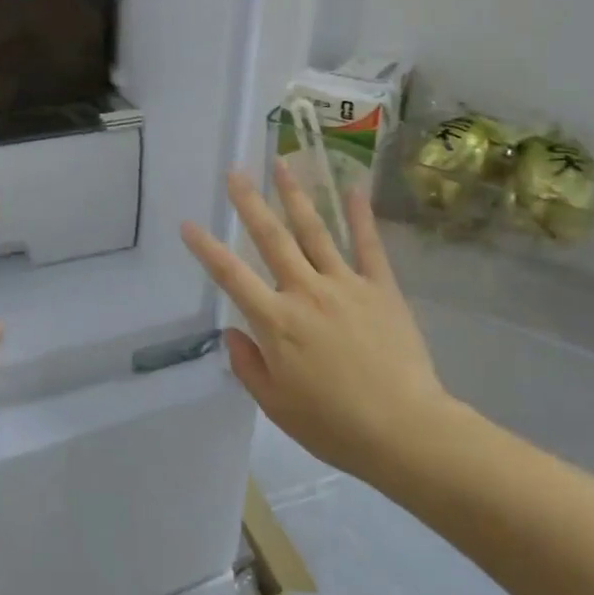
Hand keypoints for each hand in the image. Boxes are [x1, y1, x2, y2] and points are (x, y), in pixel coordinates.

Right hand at [180, 163, 455, 484]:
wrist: (404, 430)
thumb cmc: (333, 425)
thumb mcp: (276, 406)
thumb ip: (248, 365)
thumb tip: (232, 331)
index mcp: (276, 322)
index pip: (231, 276)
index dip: (206, 249)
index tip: (188, 224)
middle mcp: (305, 292)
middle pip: (272, 239)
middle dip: (250, 203)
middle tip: (235, 172)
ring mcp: (345, 285)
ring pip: (315, 231)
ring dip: (296, 195)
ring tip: (282, 164)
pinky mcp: (380, 288)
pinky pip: (368, 245)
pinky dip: (360, 216)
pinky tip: (353, 188)